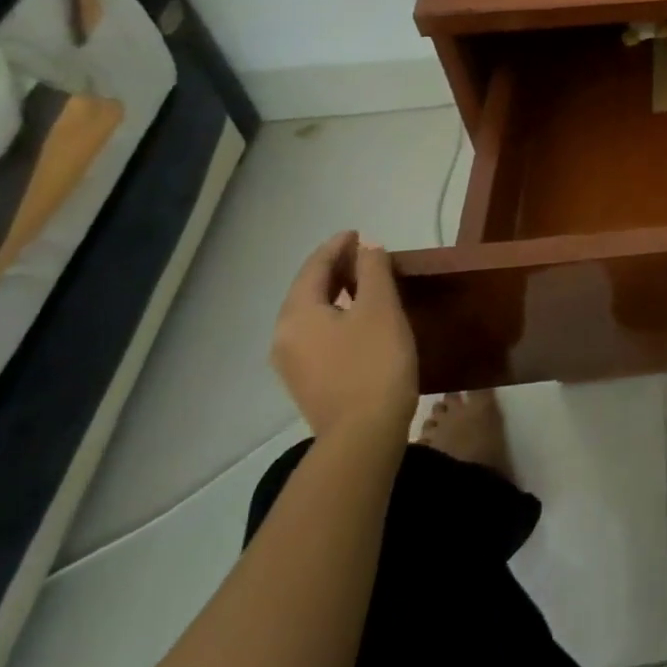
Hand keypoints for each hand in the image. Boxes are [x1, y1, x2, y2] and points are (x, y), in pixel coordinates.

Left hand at [271, 231, 418, 443]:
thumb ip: (373, 271)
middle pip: (307, 290)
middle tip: (364, 253)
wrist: (363, 434)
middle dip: (334, 268)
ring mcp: (292, 362)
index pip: (314, 268)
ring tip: (365, 280)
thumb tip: (367, 248)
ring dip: (336, 291)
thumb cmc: (374, 362)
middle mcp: (285, 336)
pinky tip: (358, 316)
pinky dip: (336, 313)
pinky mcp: (308, 379)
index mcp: (297, 314)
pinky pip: (317, 332)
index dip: (336, 246)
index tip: (357, 232)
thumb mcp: (381, 308)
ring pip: (312, 313)